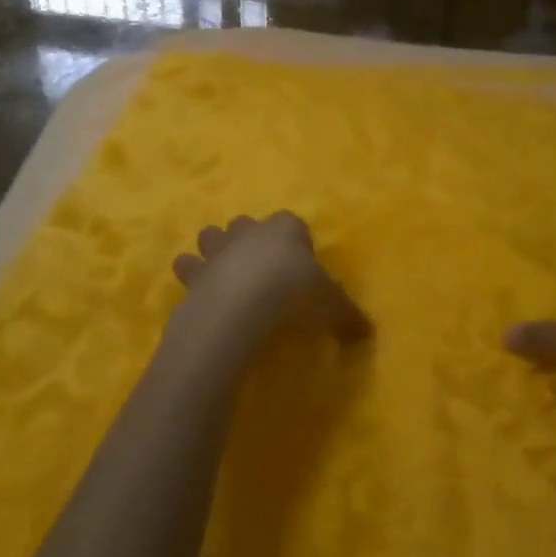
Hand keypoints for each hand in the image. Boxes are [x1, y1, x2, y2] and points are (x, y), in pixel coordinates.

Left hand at [172, 212, 372, 353]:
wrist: (241, 305)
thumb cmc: (293, 293)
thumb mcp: (332, 306)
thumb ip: (348, 316)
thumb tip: (367, 333)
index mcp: (285, 229)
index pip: (291, 223)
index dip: (295, 241)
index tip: (299, 264)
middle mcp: (250, 232)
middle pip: (245, 224)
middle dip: (247, 239)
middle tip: (257, 268)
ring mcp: (218, 250)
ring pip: (210, 236)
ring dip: (213, 250)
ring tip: (220, 274)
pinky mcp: (194, 274)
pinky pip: (188, 268)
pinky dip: (191, 279)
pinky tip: (198, 296)